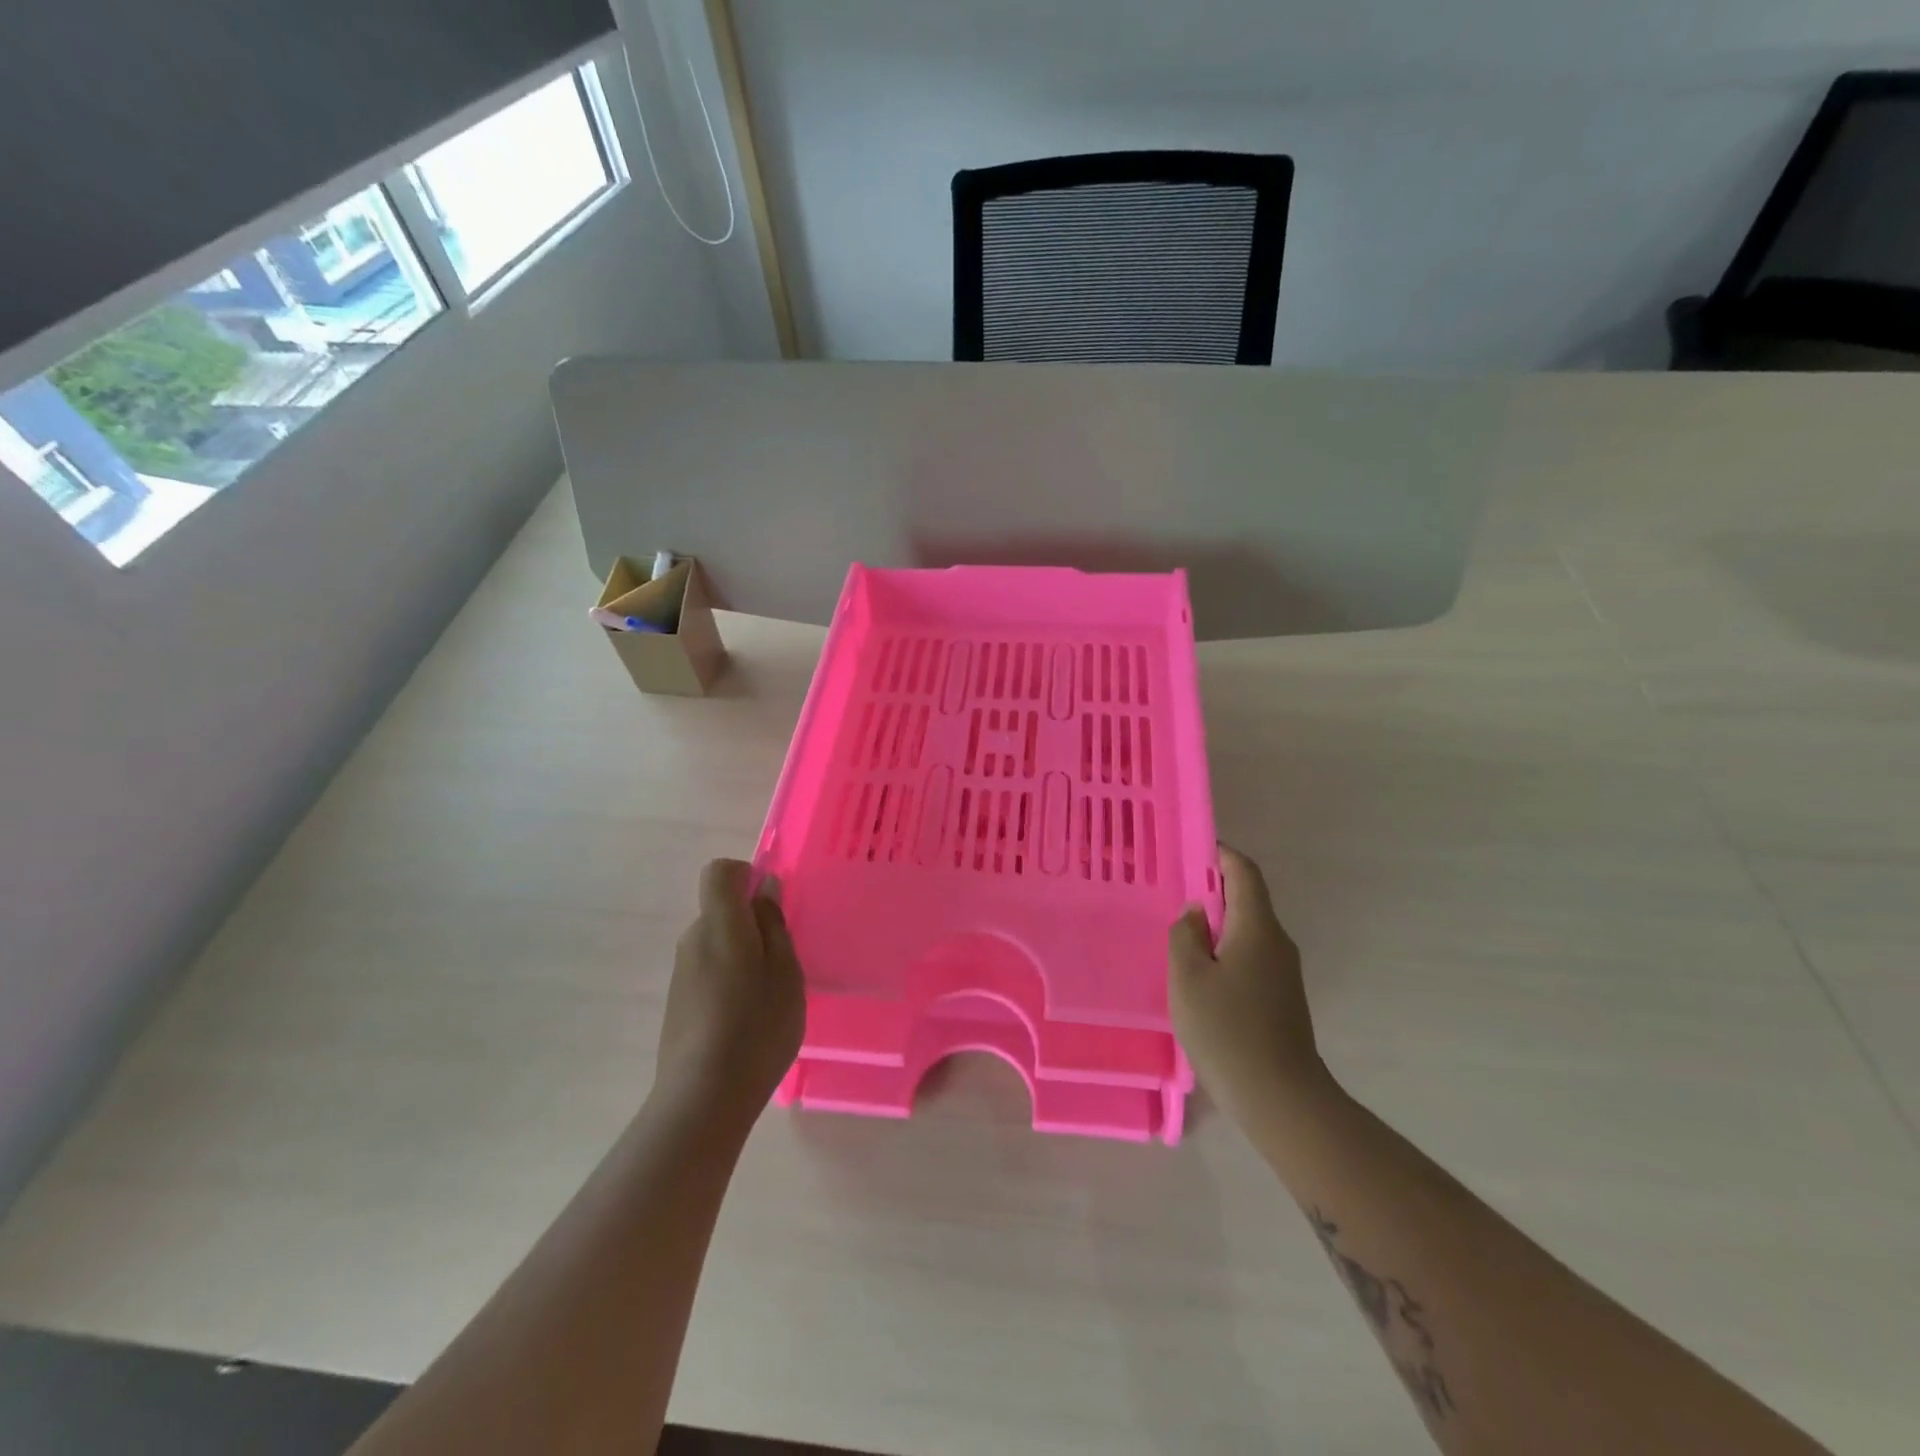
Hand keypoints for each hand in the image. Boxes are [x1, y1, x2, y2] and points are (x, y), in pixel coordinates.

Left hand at [656, 859, 806, 1120]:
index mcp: (720, 924)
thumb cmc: (756, 1028)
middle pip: (720, 910)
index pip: (720, 872)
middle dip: (751, 923)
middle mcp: (693, 939)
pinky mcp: (677, 1002)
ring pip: (716, 943)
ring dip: (742, 954)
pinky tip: (745, 1019)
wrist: (702, 1098)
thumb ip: (774, 925)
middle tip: (782, 960)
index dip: (746, 876)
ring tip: (767, 996)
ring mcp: (681, 972)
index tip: (772, 905)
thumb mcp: (785, 972)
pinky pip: (708, 970)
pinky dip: (728, 980)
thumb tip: (765, 889)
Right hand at [1169, 846, 1329, 1119]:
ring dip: (1217, 924)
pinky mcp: (1281, 997)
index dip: (1221, 854)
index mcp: (1257, 928)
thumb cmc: (1227, 1030)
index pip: (1244, 873)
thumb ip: (1185, 935)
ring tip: (1180, 933)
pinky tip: (1200, 973)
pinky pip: (1250, 956)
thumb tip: (1197, 911)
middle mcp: (1277, 942)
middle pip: (1247, 900)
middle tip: (1173, 892)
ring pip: (1247, 931)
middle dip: (1213, 889)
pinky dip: (1225, 950)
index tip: (1192, 849)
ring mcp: (1283, 972)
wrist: (1280, 1098)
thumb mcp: (1188, 977)